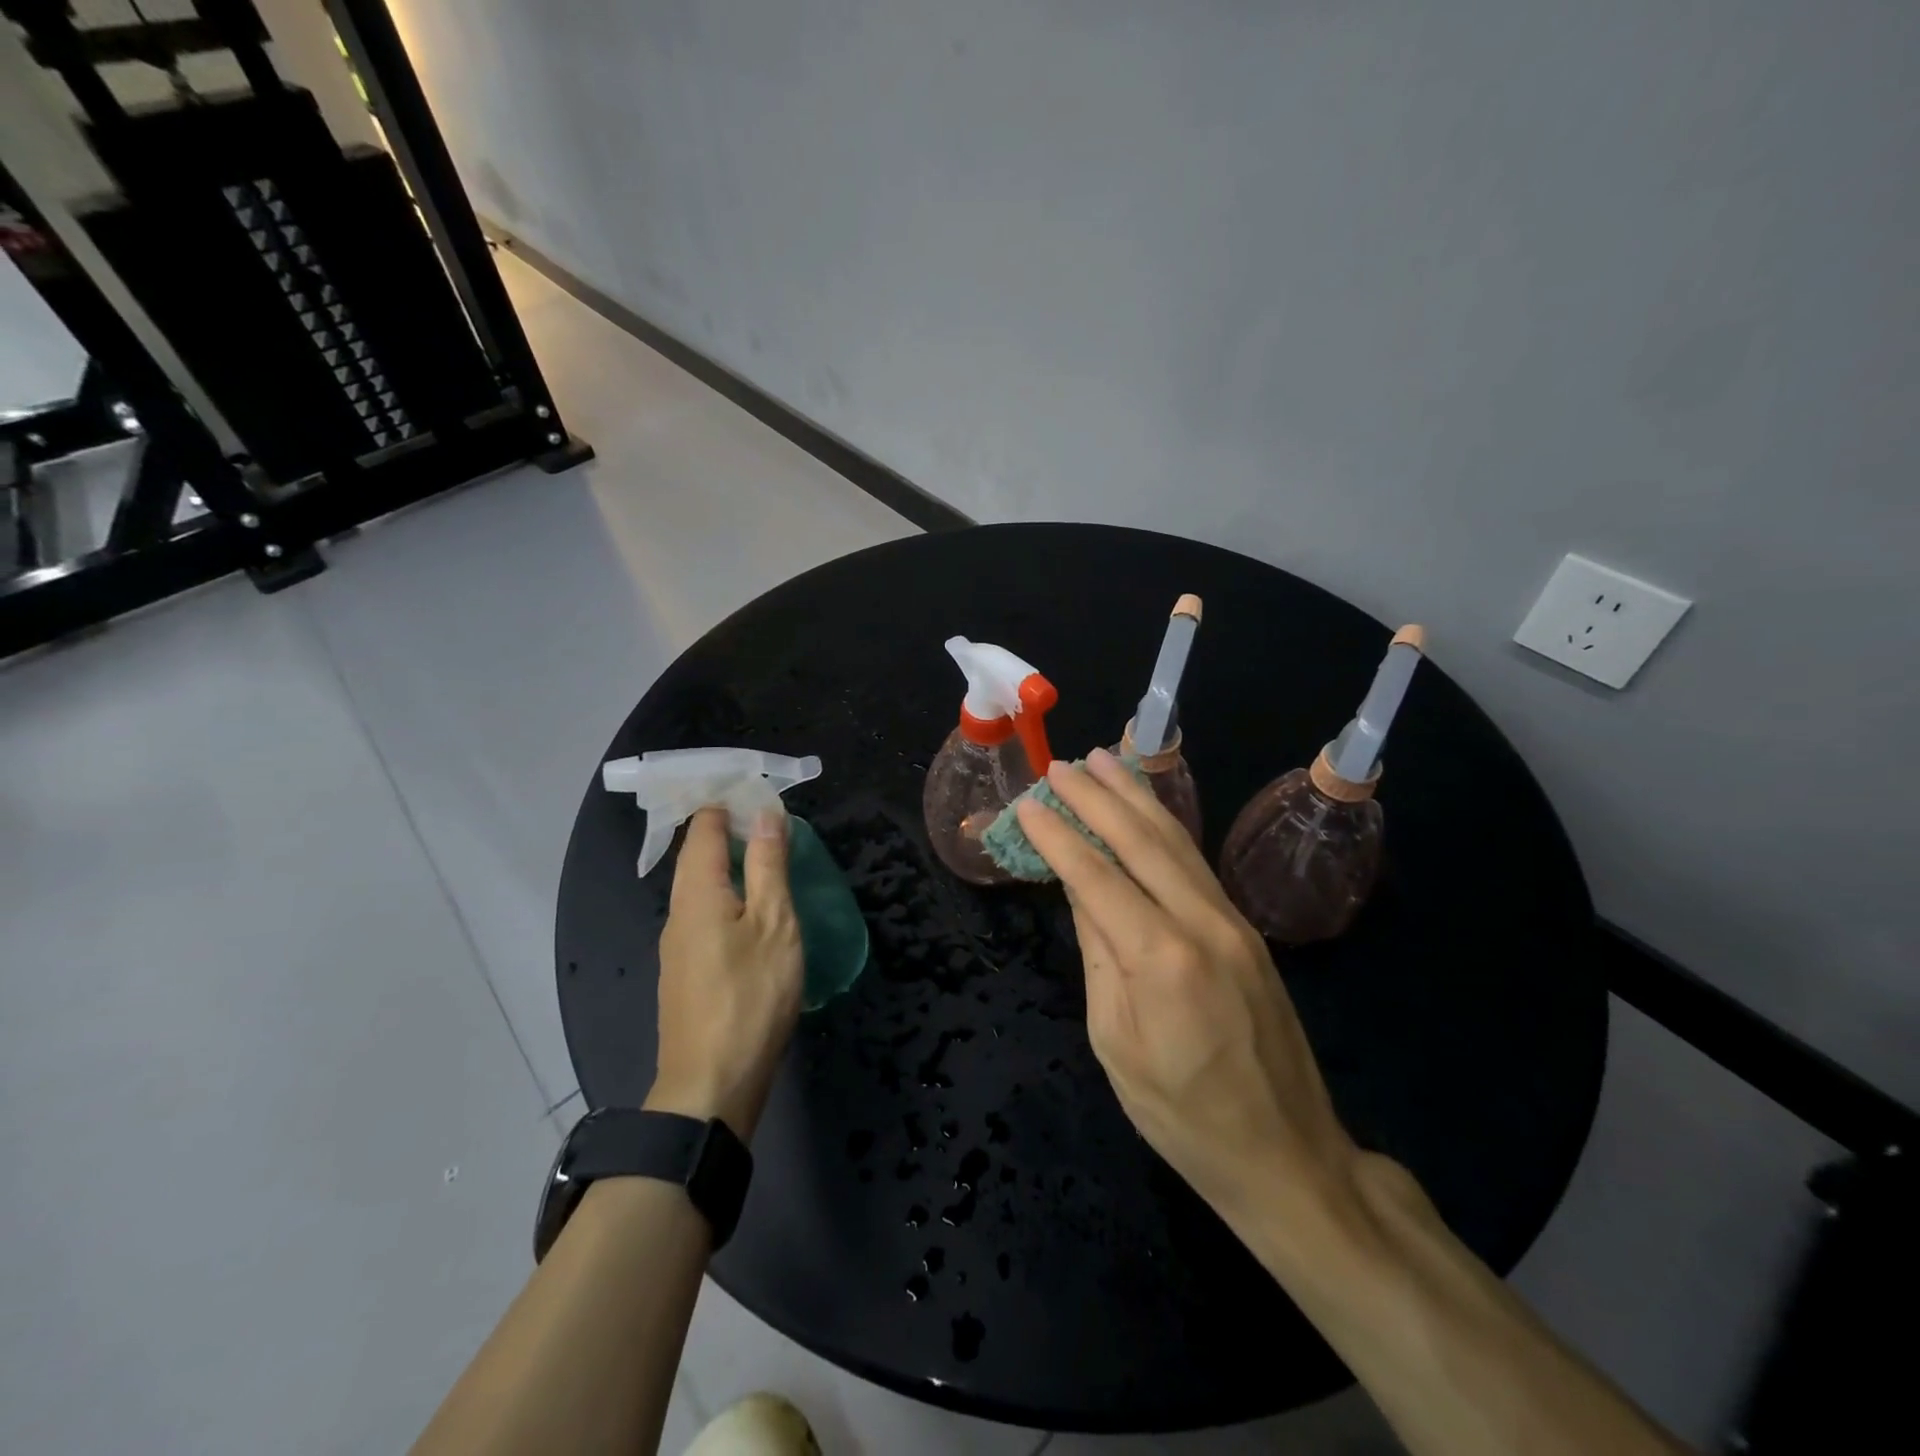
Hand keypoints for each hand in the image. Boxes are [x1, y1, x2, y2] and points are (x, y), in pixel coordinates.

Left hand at [645, 807, 802, 1139]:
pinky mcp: (685, 973)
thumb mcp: (774, 924)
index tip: (760, 790)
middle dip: (730, 830)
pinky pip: (704, 915)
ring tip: (769, 860)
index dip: (728, 802)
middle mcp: (677, 912)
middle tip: (772, 821)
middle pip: (697, 856)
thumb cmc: (750, 997)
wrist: (710, 1086)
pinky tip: (753, 913)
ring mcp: (677, 946)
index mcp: (697, 893)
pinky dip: (728, 897)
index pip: (704, 827)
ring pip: (700, 888)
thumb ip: (769, 865)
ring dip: (730, 865)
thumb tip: (764, 813)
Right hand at [1015, 750, 1359, 1229]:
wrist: (1288, 1155)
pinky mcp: (1247, 930)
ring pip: (1176, 842)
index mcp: (1160, 960)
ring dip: (1135, 797)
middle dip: (1097, 798)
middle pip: (1140, 842)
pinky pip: (1196, 863)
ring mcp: (1232, 922)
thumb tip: (1080, 893)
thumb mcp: (1116, 1044)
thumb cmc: (1183, 1116)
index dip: (1059, 837)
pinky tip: (1148, 810)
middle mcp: (1201, 924)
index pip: (1096, 877)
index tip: (1029, 803)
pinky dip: (1165, 826)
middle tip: (1062, 765)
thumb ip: (1098, 957)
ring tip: (1104, 760)